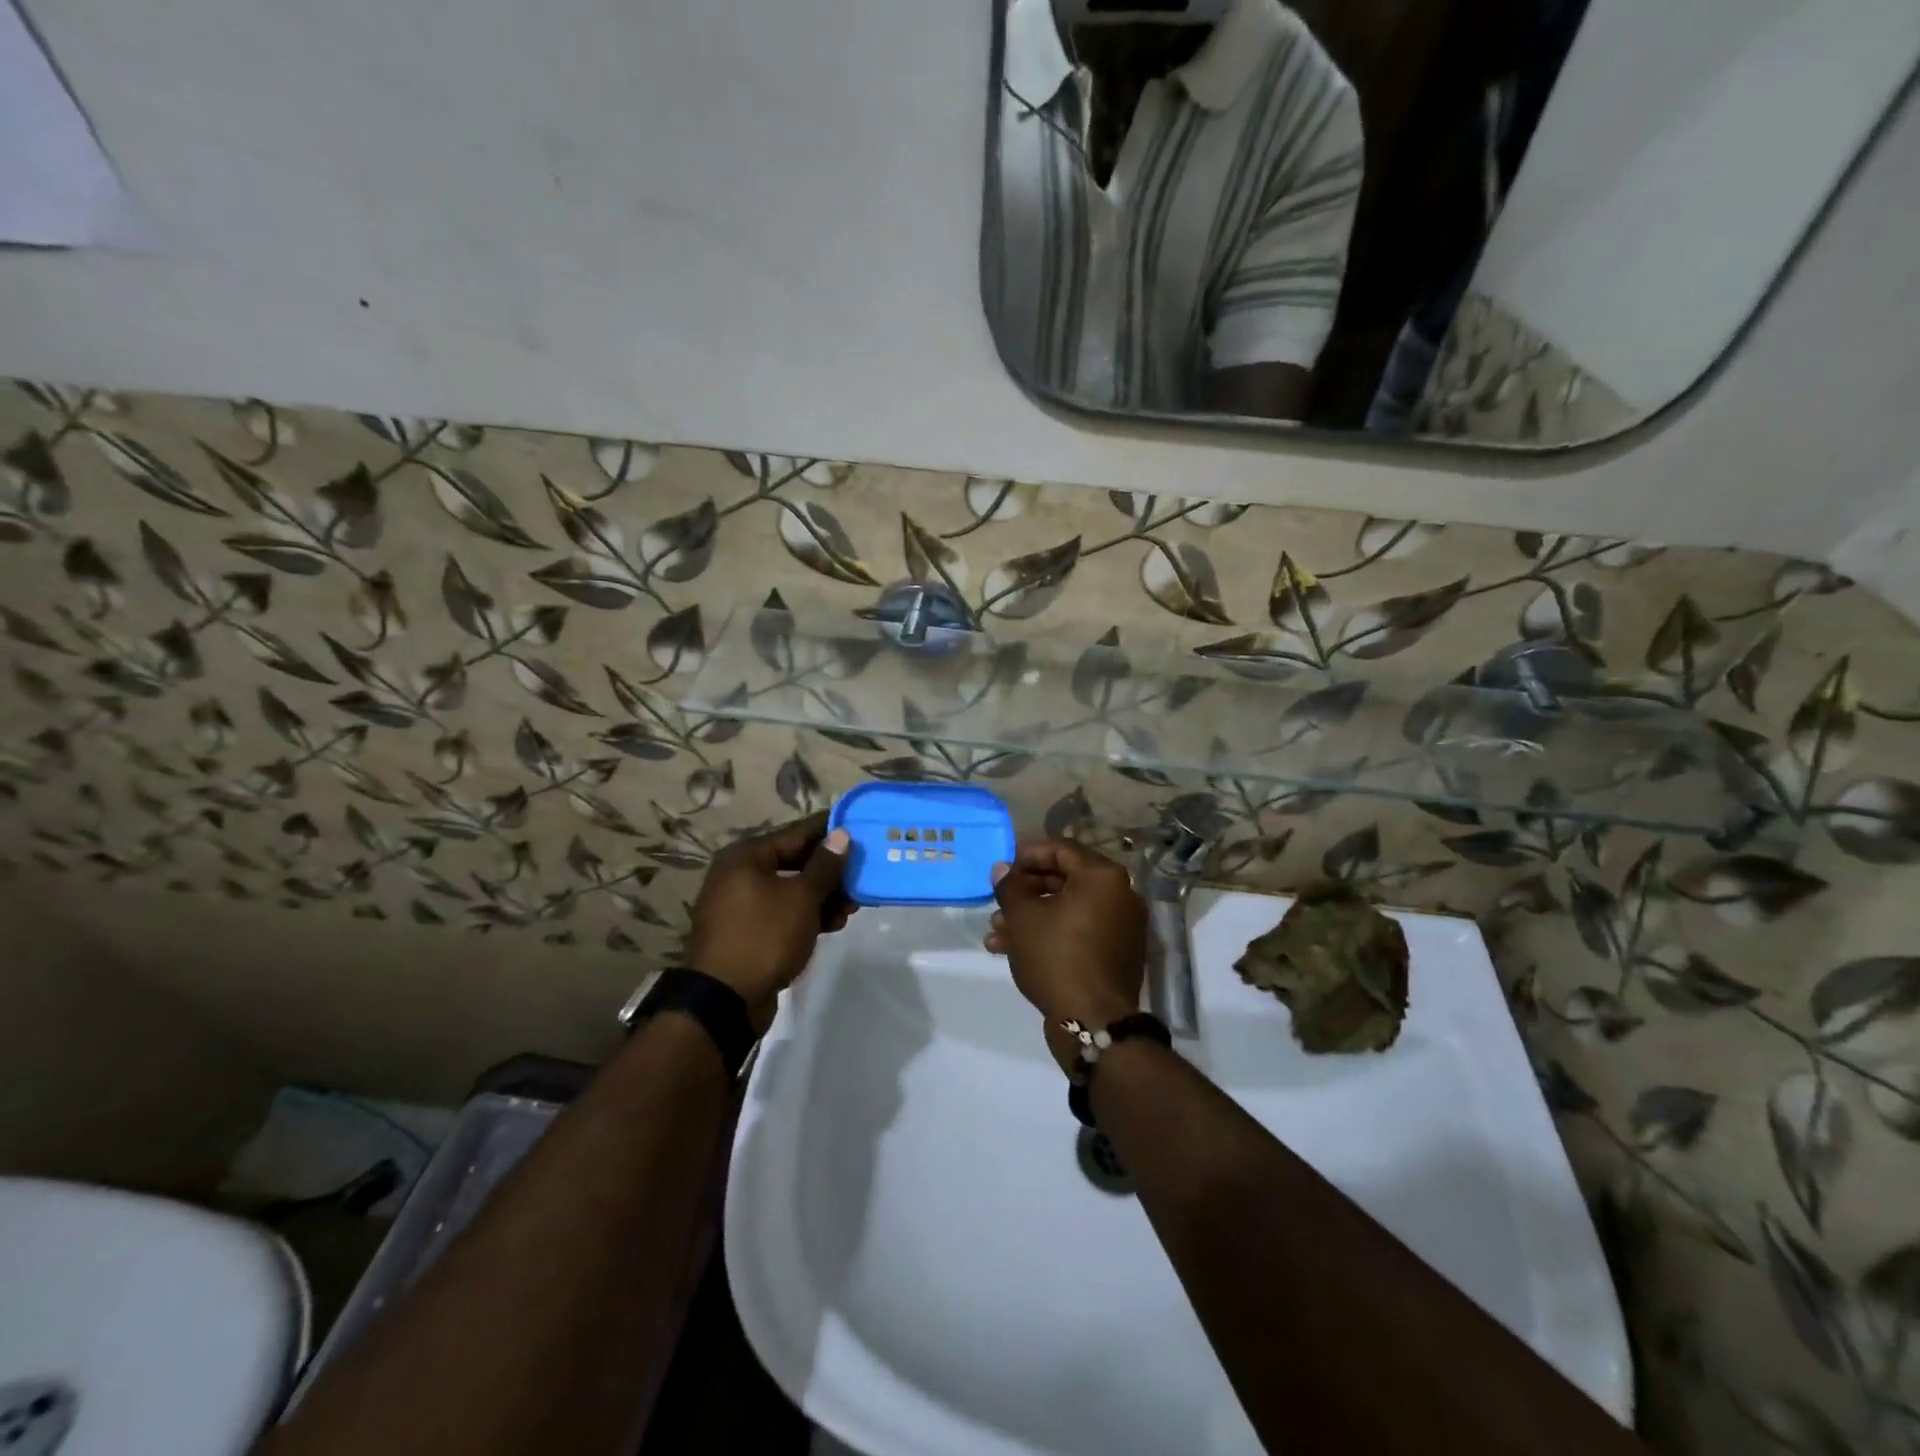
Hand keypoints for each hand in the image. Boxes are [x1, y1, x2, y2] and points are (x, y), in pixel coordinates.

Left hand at [685, 812, 851, 1024]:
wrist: (724, 1001)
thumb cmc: (764, 937)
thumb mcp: (801, 898)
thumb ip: (824, 866)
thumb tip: (841, 835)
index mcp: (747, 856)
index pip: (797, 832)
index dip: (830, 830)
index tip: (861, 826)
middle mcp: (740, 873)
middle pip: (795, 861)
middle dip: (831, 870)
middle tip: (863, 874)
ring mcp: (742, 904)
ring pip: (792, 889)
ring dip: (823, 896)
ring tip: (852, 906)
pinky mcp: (749, 931)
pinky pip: (784, 912)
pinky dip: (807, 914)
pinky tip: (833, 924)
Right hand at [986, 841, 1146, 1070]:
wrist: (1093, 1022)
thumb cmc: (1056, 957)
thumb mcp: (1023, 917)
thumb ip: (1010, 886)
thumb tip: (1002, 868)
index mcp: (1103, 877)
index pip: (1061, 849)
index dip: (1028, 855)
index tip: (1003, 869)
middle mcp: (1119, 895)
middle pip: (1065, 879)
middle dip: (1026, 891)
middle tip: (997, 901)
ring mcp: (1120, 926)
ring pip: (1067, 909)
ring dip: (1031, 916)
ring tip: (996, 932)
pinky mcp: (1115, 953)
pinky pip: (1078, 931)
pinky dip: (1049, 934)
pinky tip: (1010, 950)